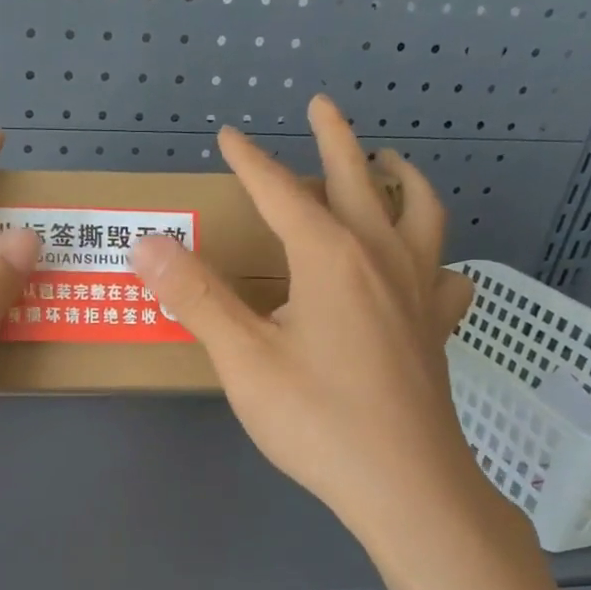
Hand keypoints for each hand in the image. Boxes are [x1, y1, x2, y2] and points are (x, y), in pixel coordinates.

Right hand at [129, 95, 501, 551]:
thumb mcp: (243, 359)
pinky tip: (425, 265)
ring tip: (388, 162)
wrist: (404, 484)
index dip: (250, 162)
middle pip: (359, 180)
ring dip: (400, 178)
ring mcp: (418, 291)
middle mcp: (380, 257)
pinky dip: (433, 254)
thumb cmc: (317, 420)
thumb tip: (147, 243)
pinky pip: (443, 273)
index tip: (228, 135)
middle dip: (335, 138)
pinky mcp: (435, 327)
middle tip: (322, 105)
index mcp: (329, 256)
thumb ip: (196, 297)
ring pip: (419, 213)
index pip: (281, 192)